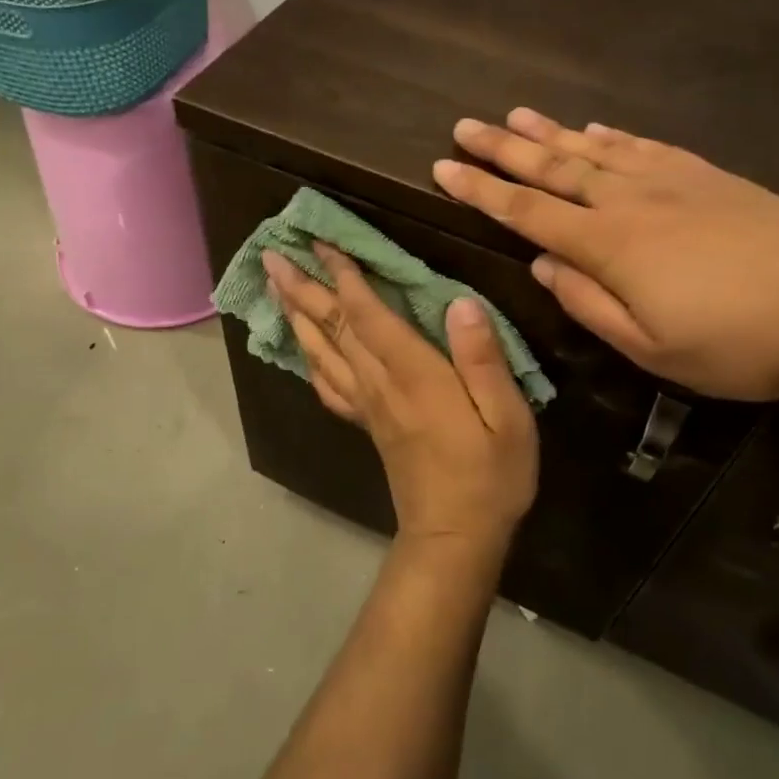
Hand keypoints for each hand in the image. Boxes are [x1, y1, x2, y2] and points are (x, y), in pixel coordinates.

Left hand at [261, 243, 538, 557]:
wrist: (456, 537)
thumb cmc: (490, 475)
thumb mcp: (507, 417)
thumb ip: (483, 359)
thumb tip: (461, 302)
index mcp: (414, 374)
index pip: (368, 313)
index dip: (343, 275)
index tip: (321, 241)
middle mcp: (380, 384)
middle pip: (332, 327)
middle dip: (302, 288)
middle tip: (271, 256)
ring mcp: (368, 406)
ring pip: (321, 351)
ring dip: (296, 315)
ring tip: (275, 287)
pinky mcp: (368, 424)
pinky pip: (328, 385)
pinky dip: (309, 359)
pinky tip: (302, 347)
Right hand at [433, 109, 778, 402]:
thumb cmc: (736, 344)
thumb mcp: (651, 349)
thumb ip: (589, 303)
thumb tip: (544, 263)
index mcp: (609, 246)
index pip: (527, 211)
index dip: (481, 190)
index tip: (443, 167)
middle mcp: (629, 201)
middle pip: (553, 168)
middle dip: (503, 149)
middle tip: (464, 125)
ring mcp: (670, 181)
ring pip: (595, 149)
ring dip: (550, 133)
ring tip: (515, 115)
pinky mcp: (707, 175)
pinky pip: (646, 147)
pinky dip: (612, 137)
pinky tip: (594, 128)